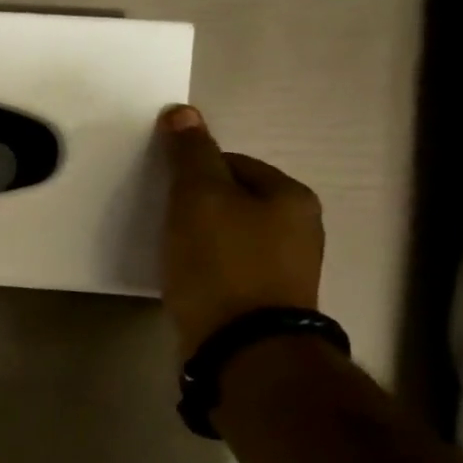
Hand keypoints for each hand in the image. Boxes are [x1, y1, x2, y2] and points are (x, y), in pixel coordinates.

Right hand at [157, 105, 324, 357]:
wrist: (242, 350)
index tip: (164, 193)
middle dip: (197, 208)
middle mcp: (300, 230)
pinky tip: (186, 282)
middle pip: (233, 201)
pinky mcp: (266, 305)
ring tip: (170, 255)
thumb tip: (182, 112)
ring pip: (230, 238)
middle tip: (162, 223)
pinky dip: (206, 270)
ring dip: (200, 240)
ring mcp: (286, 271)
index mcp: (291, 197)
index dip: (193, 172)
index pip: (233, 163)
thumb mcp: (199, 198)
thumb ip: (190, 155)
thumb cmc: (222, 265)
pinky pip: (229, 271)